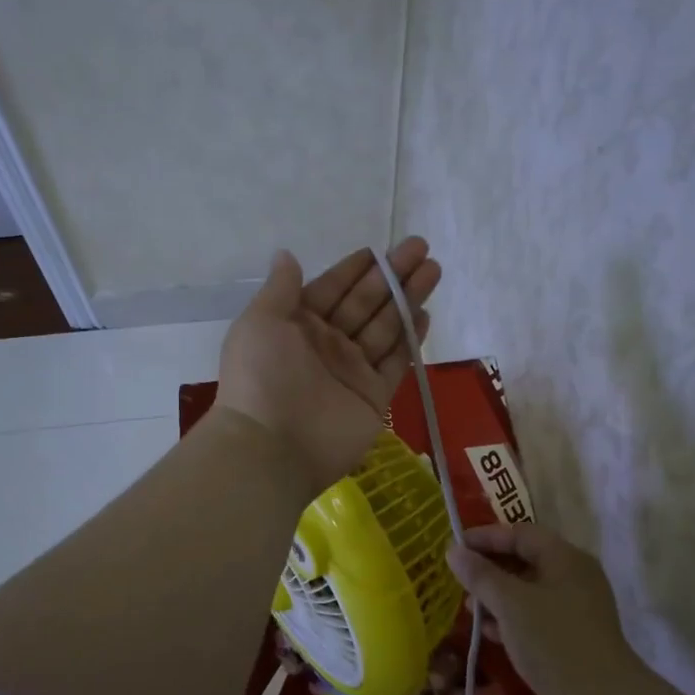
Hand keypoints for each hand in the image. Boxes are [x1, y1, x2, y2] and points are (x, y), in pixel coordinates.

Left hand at [216, 238, 441, 493]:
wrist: (273, 446)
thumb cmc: (262, 376)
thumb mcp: (260, 322)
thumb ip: (281, 289)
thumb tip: (286, 255)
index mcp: (297, 324)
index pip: (332, 288)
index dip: (357, 268)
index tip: (382, 248)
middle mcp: (327, 345)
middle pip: (365, 303)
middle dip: (392, 276)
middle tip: (421, 248)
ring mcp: (352, 371)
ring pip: (386, 327)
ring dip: (407, 299)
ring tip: (433, 270)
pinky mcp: (374, 396)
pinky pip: (396, 362)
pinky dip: (411, 339)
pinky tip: (426, 314)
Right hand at [447, 523, 638, 694]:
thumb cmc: (552, 641)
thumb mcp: (509, 603)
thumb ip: (480, 575)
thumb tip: (453, 551)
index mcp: (566, 559)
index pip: (521, 533)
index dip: (486, 536)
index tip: (455, 546)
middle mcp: (574, 578)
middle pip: (525, 560)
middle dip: (490, 568)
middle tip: (458, 577)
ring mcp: (575, 610)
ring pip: (528, 592)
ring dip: (496, 596)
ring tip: (468, 607)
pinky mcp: (571, 639)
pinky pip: (534, 618)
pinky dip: (510, 619)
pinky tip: (488, 631)